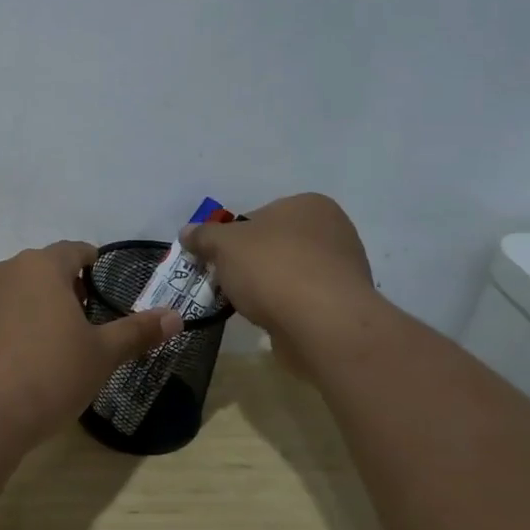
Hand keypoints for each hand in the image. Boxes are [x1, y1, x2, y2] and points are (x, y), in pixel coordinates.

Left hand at [0, 241, 181, 447]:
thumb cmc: (49, 375)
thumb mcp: (102, 355)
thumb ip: (137, 331)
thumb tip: (176, 316)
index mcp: (42, 266)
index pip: (74, 250)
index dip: (93, 263)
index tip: (105, 283)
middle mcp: (6, 271)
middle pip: (44, 268)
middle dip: (67, 287)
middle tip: (88, 319)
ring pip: (19, 290)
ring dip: (39, 305)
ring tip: (58, 341)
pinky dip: (15, 325)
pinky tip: (25, 359)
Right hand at [180, 194, 379, 363]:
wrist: (323, 324)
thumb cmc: (273, 269)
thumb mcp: (224, 245)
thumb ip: (204, 236)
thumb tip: (187, 232)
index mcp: (308, 204)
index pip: (258, 216)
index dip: (232, 237)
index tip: (217, 260)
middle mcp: (332, 230)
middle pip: (274, 245)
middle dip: (249, 264)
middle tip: (226, 283)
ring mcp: (343, 269)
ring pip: (288, 273)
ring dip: (267, 287)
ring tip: (246, 306)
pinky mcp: (343, 304)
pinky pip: (302, 300)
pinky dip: (285, 308)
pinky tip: (270, 320)